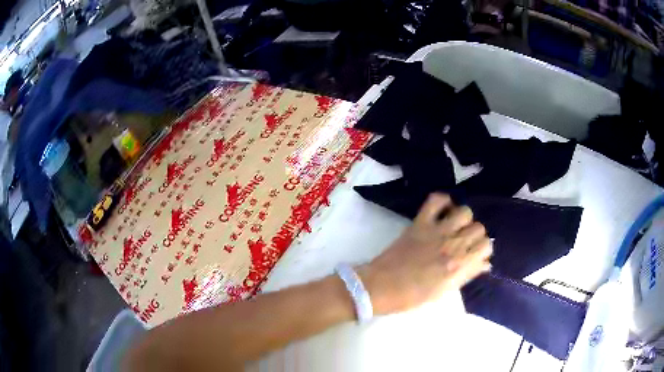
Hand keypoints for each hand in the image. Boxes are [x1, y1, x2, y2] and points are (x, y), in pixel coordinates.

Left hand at [358, 193, 491, 314]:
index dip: (482, 250)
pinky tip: (442, 212)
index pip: (486, 245)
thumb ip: (467, 275)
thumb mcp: (444, 291)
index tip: (474, 254)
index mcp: (459, 265)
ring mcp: (436, 231)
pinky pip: (436, 200)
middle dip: (475, 235)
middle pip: (479, 228)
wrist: (380, 287)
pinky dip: (442, 201)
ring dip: (463, 219)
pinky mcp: (419, 222)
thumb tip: (486, 264)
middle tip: (463, 243)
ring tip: (454, 228)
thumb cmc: (412, 296)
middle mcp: (452, 245)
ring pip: (465, 212)